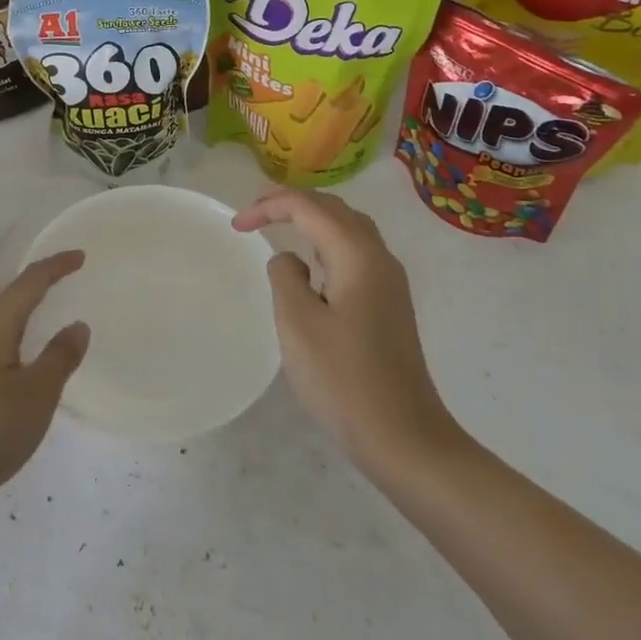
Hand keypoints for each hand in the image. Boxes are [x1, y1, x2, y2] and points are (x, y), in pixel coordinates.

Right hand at [232, 191, 462, 480]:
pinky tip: (311, 266)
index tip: (236, 224)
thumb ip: (285, 277)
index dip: (269, 206)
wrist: (404, 437)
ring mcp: (389, 281)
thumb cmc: (344, 379)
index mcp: (357, 254)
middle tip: (254, 210)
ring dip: (312, 220)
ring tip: (279, 225)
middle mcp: (379, 257)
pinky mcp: (389, 304)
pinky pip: (354, 253)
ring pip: (348, 229)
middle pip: (333, 209)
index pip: (308, 207)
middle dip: (292, 203)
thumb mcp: (298, 323)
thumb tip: (291, 260)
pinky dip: (326, 243)